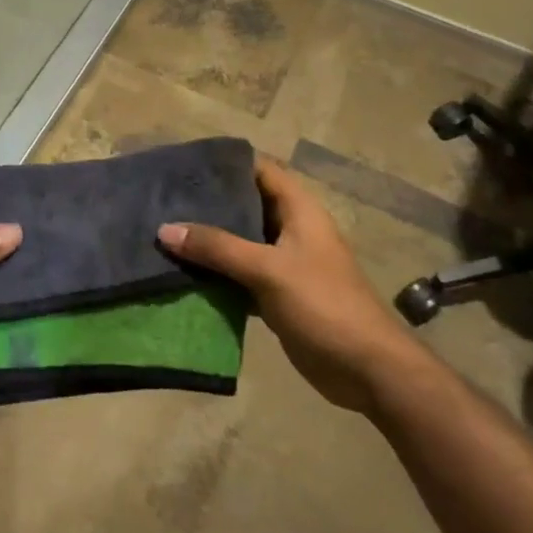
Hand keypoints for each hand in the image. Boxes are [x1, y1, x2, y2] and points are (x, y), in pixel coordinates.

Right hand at [159, 156, 414, 414]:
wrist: (367, 369)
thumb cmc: (323, 304)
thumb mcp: (268, 270)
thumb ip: (218, 247)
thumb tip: (165, 229)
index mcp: (299, 210)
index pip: (260, 170)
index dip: (226, 163)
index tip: (185, 163)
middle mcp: (292, 230)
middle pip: (246, 205)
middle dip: (209, 203)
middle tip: (165, 199)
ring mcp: (285, 264)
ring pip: (240, 242)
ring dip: (210, 241)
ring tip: (165, 232)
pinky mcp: (278, 294)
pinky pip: (240, 275)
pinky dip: (217, 274)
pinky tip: (184, 273)